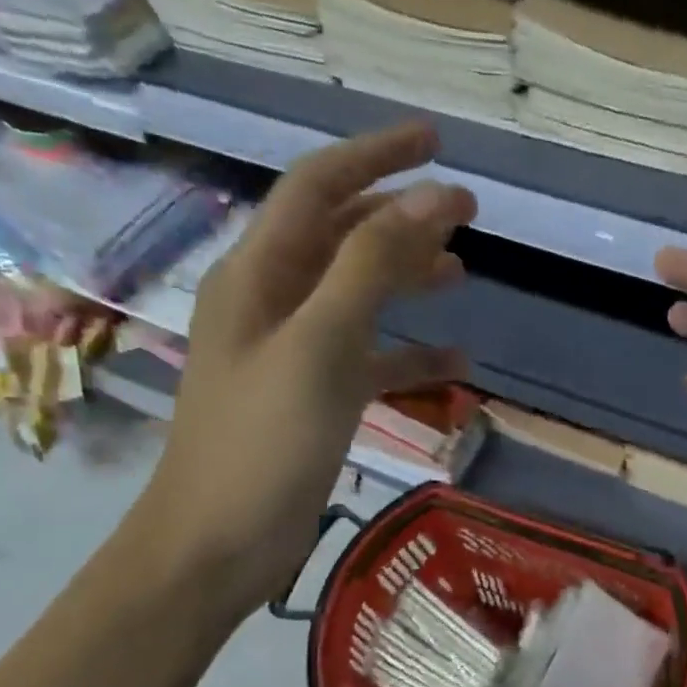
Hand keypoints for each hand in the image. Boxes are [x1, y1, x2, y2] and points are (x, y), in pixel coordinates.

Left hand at [127, 122, 473, 622]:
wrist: (218, 545)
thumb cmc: (263, 443)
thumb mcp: (320, 346)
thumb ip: (372, 268)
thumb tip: (432, 200)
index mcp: (258, 275)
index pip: (317, 187)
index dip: (375, 156)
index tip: (435, 141)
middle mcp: (272, 303)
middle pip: (341, 238)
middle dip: (401, 216)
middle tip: (468, 212)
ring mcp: (294, 354)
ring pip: (359, 297)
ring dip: (408, 279)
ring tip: (463, 274)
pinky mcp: (314, 400)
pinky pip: (370, 361)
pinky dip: (410, 356)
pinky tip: (456, 365)